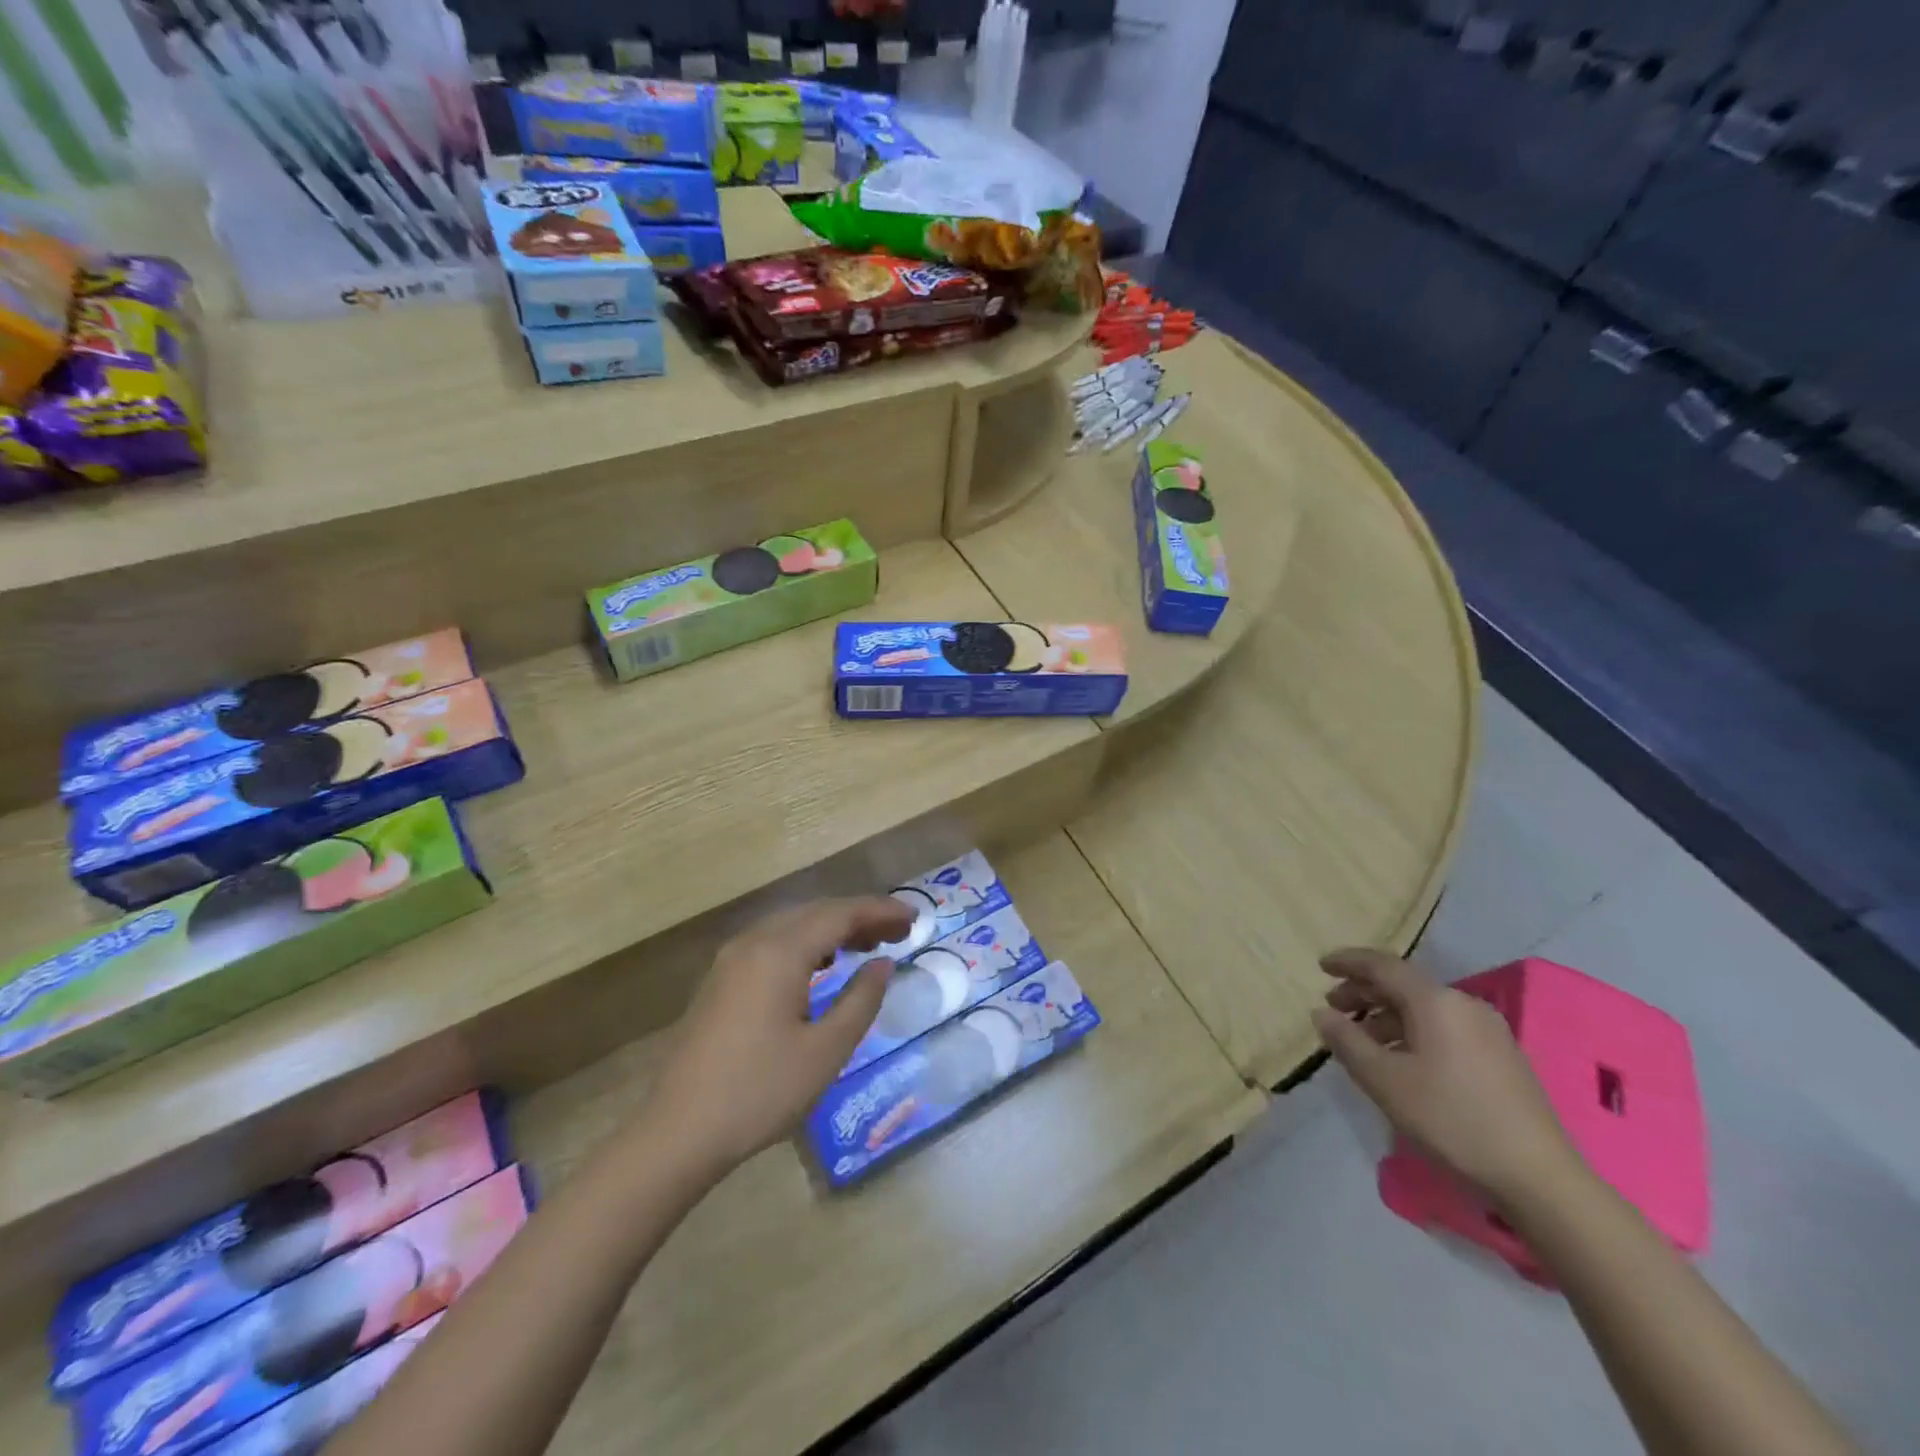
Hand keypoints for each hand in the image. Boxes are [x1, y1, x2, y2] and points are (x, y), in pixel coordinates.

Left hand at [651, 897, 914, 1178]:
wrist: (677, 1132)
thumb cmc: (760, 1092)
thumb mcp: (825, 1051)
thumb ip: (861, 1001)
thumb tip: (883, 965)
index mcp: (780, 952)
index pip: (840, 914)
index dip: (880, 911)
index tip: (915, 917)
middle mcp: (754, 942)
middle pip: (816, 912)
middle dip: (861, 916)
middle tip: (900, 932)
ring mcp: (731, 959)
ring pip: (793, 925)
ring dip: (833, 928)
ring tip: (869, 945)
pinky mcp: (721, 979)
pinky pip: (774, 942)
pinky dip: (807, 943)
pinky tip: (823, 965)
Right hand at [1311, 949, 1582, 1205]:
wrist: (1538, 1176)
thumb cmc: (1451, 1119)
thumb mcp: (1384, 1080)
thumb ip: (1347, 1041)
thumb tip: (1322, 1013)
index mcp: (1435, 1001)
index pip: (1382, 965)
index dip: (1348, 962)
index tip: (1320, 966)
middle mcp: (1463, 1004)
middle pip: (1403, 985)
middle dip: (1364, 992)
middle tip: (1333, 1008)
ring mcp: (1488, 1030)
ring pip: (1424, 1008)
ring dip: (1386, 1016)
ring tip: (1361, 1040)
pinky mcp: (1500, 1056)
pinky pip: (1444, 1027)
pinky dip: (1412, 1032)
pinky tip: (1400, 1060)